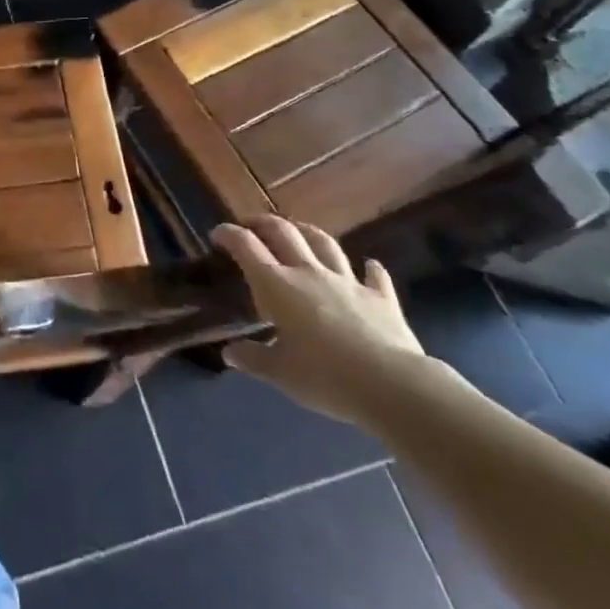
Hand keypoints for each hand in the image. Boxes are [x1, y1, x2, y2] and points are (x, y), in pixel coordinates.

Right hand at [211, 219, 435, 425]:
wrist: (391, 384)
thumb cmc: (325, 377)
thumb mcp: (280, 373)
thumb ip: (253, 359)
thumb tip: (228, 353)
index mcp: (277, 285)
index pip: (246, 246)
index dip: (229, 234)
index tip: (218, 233)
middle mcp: (309, 272)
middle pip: (283, 232)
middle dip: (263, 223)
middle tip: (251, 225)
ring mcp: (347, 281)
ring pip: (324, 243)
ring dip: (307, 232)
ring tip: (298, 231)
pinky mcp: (380, 297)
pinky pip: (373, 275)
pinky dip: (369, 269)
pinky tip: (370, 266)